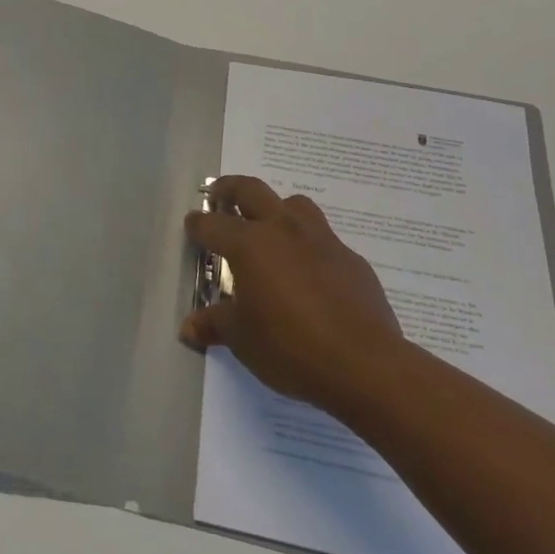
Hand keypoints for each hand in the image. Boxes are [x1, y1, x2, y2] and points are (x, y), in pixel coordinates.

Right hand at [179, 176, 406, 411]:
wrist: (365, 365)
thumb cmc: (290, 347)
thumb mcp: (242, 339)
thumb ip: (214, 325)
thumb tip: (189, 328)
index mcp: (249, 244)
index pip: (212, 225)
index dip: (197, 225)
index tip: (191, 227)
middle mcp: (282, 230)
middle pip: (251, 190)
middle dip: (230, 188)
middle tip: (219, 195)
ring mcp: (321, 240)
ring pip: (294, 204)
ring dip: (276, 208)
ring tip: (269, 226)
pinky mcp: (351, 259)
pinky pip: (324, 238)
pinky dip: (308, 244)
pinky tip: (309, 271)